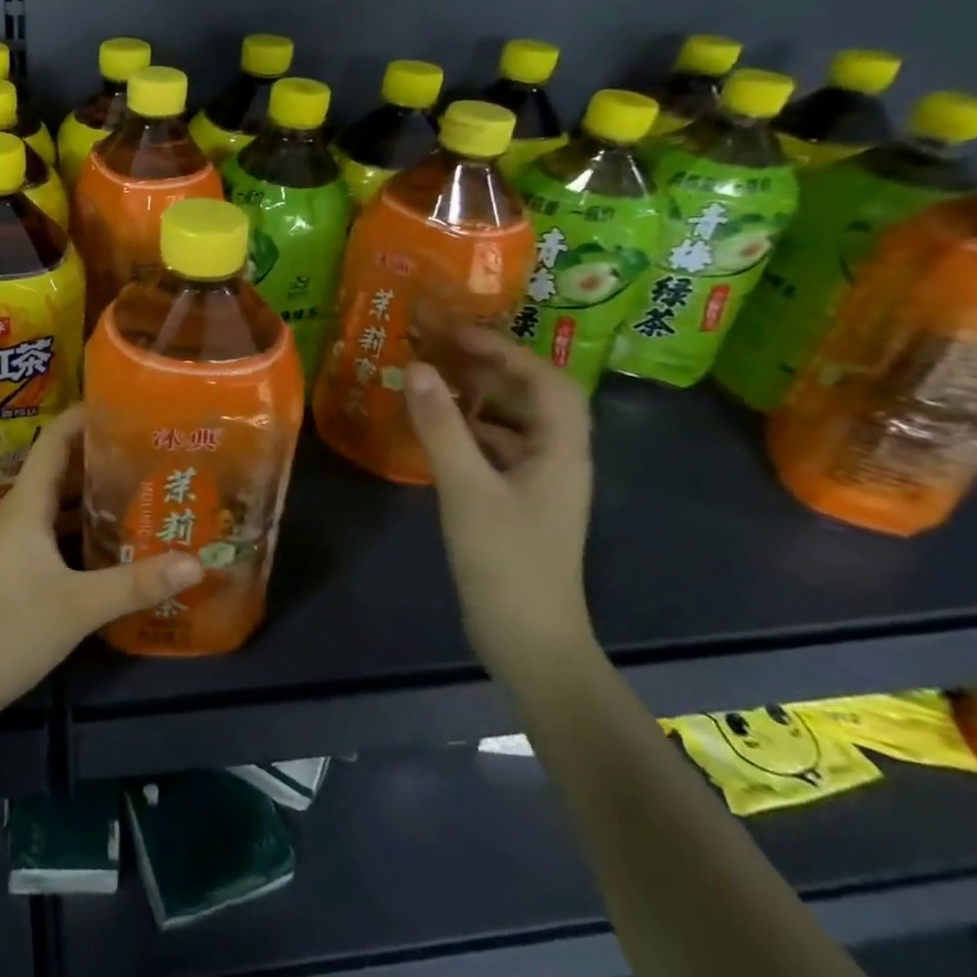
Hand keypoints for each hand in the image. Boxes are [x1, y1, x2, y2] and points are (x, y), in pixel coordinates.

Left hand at [0, 406, 203, 764]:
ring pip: (59, 502)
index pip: (55, 439)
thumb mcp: (78, 606)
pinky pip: (55, 531)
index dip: (85, 415)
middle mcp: (19, 512)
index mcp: (26, 503)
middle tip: (153, 447)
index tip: (128, 403)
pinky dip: (84, 527)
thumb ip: (137, 583)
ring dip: (95, 493)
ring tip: (146, 486)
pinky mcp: (16, 568)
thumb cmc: (7, 630)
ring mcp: (15, 541)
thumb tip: (197, 561)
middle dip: (103, 454)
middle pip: (62, 468)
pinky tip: (117, 538)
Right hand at [404, 327, 596, 686]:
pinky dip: (467, 429)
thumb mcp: (468, 490)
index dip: (505, 350)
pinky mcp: (516, 503)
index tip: (456, 333)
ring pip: (511, 423)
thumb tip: (415, 366)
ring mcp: (537, 483)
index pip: (546, 380)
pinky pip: (494, 449)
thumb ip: (441, 426)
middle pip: (532, 396)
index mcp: (561, 451)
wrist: (529, 643)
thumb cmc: (507, 562)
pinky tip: (434, 428)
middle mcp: (557, 459)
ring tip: (431, 377)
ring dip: (476, 396)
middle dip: (489, 366)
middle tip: (438, 347)